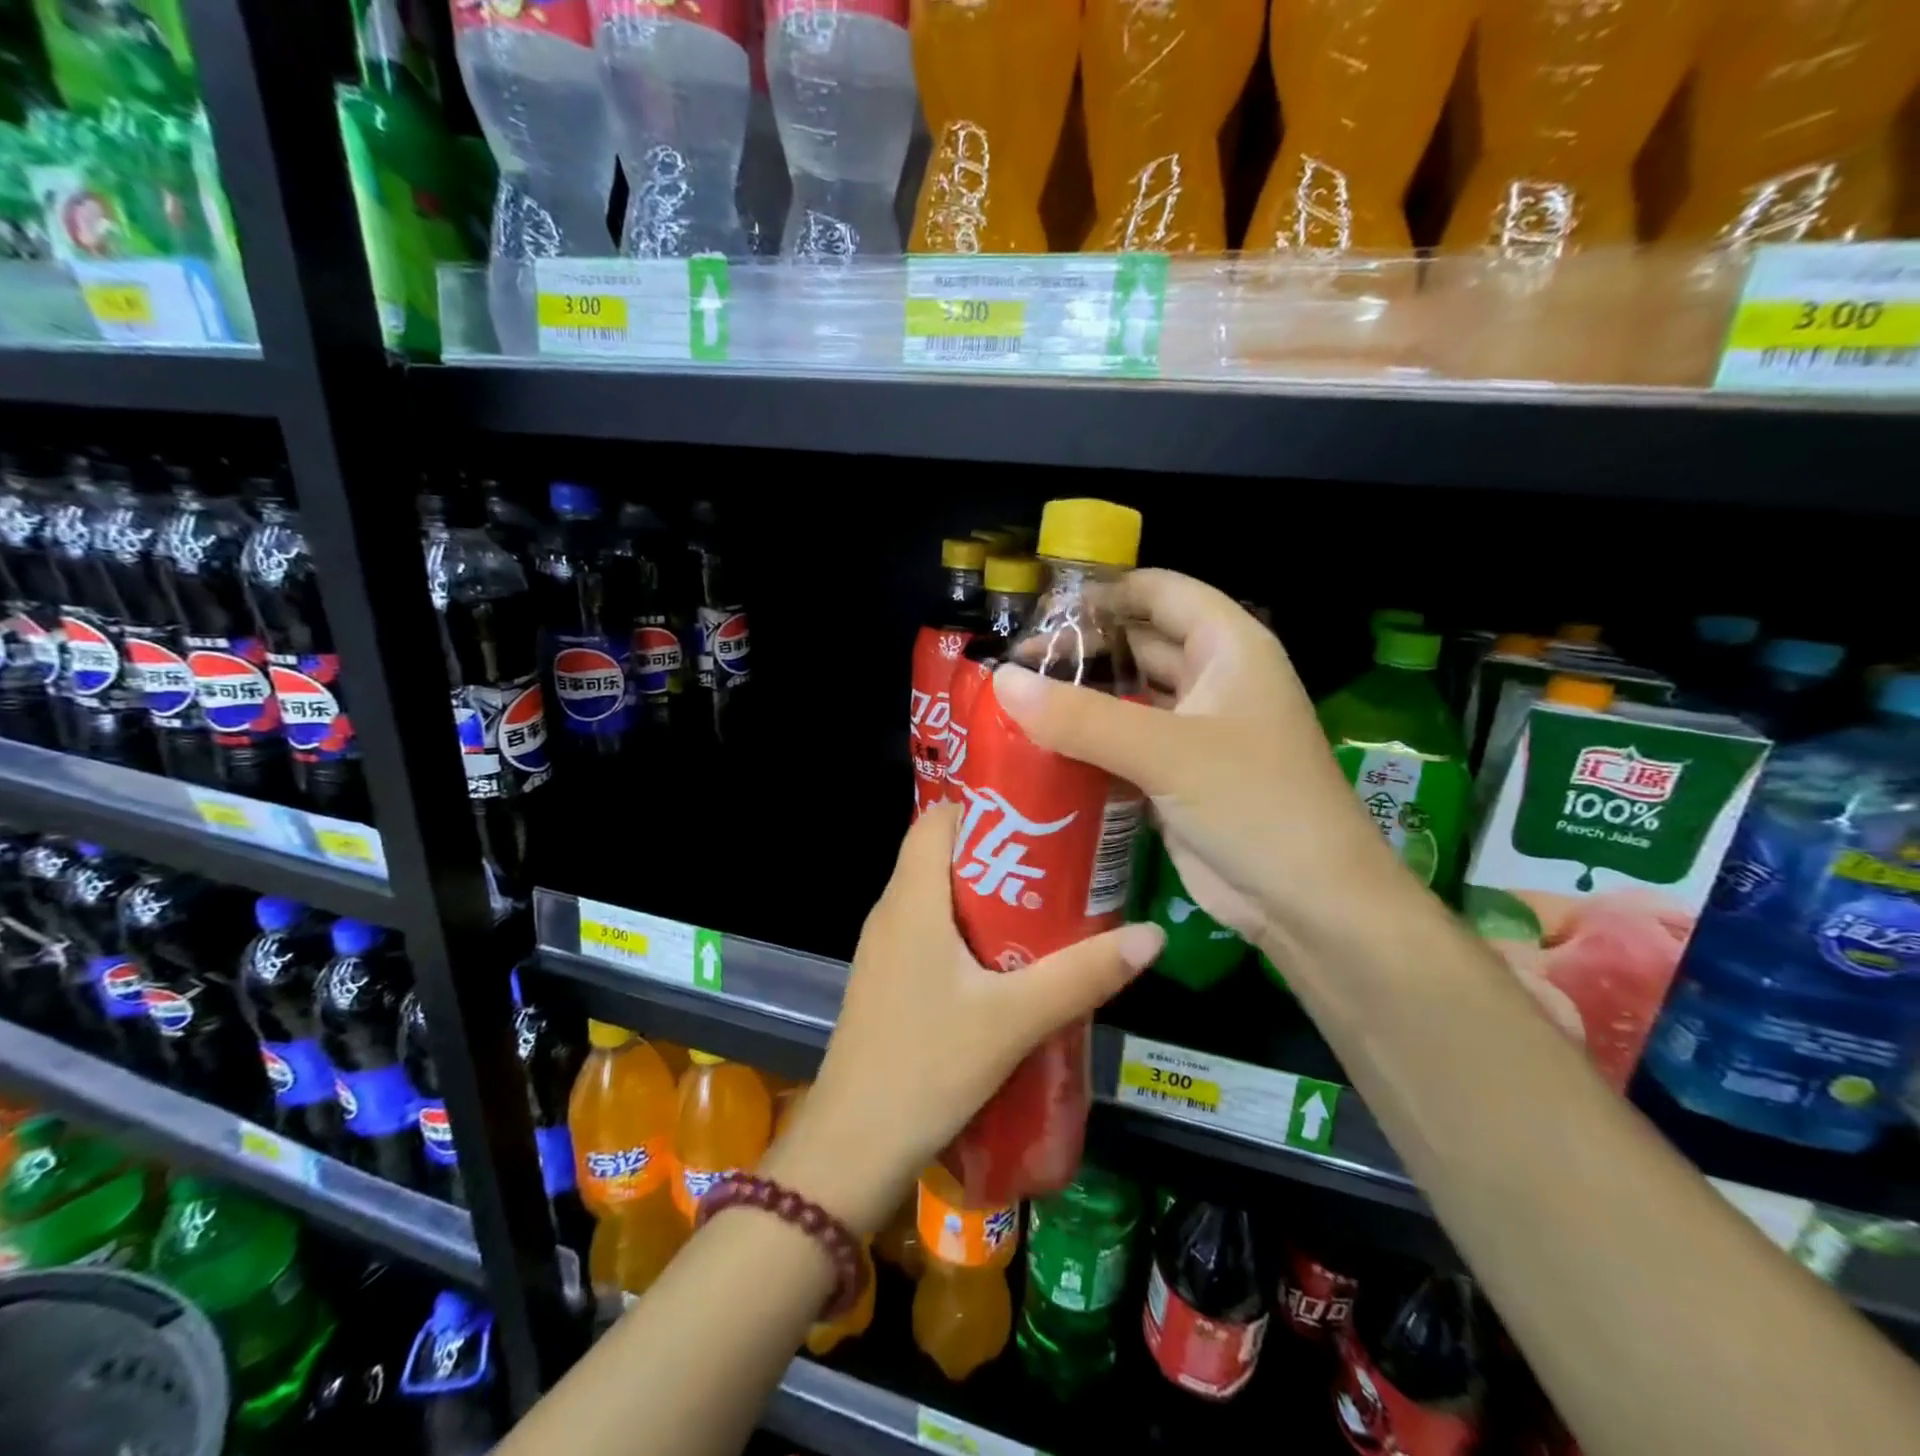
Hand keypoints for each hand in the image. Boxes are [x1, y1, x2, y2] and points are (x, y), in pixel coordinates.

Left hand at [766, 804, 1163, 1234]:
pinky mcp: (888, 982)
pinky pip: (929, 932)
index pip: (936, 820)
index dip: (983, 806)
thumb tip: (1152, 935)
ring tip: (1046, 903)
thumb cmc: (927, 1066)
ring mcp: (884, 949)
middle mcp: (891, 912)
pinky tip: (1008, 960)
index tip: (1037, 811)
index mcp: (911, 900)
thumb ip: (1082, 975)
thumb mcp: (1014, 1019)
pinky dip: (967, 930)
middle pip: (941, 855)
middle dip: (998, 850)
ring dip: (986, 894)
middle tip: (1059, 860)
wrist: (852, 1147)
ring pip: (936, 897)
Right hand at [990, 569, 1400, 951]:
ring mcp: (1194, 731)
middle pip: (1137, 644)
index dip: (1103, 593)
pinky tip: (1040, 750)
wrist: (1307, 902)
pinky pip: (1124, 745)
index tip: (1039, 611)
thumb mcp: (1168, 752)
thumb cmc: (1255, 804)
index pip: (1159, 591)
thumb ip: (1082, 717)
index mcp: (1228, 648)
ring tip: (1013, 705)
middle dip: (1080, 651)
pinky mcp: (1177, 776)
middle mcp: (1211, 680)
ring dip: (1080, 700)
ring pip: (1128, 698)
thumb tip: (1001, 681)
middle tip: (1012, 667)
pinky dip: (1088, 744)